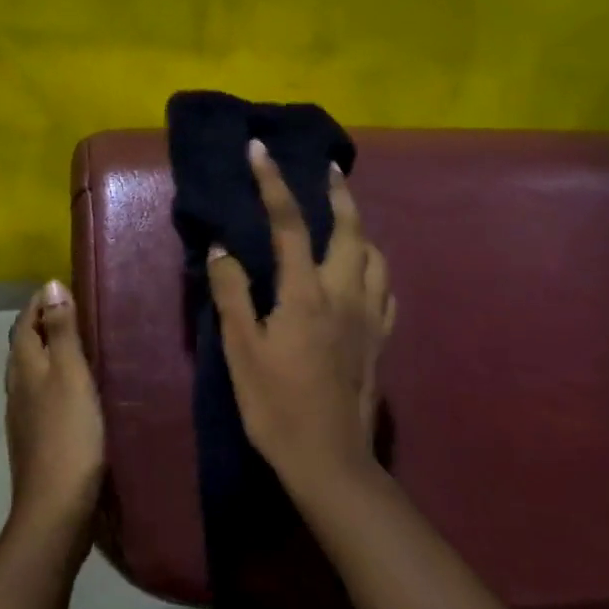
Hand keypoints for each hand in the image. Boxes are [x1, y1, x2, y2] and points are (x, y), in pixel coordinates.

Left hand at [3, 281, 105, 553]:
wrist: (56, 507)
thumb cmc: (68, 433)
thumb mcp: (70, 374)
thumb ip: (61, 332)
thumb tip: (50, 285)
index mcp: (24, 368)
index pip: (24, 323)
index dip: (40, 302)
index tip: (63, 287)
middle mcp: (17, 388)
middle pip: (24, 346)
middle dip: (43, 324)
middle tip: (75, 310)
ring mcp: (24, 416)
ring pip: (32, 371)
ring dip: (49, 352)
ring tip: (79, 344)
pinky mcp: (36, 438)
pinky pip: (42, 394)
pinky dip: (56, 379)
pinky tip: (77, 388)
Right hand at [208, 140, 396, 498]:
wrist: (329, 459)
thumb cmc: (276, 406)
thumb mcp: (240, 351)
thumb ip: (232, 294)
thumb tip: (222, 249)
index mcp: (306, 293)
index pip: (289, 223)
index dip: (273, 183)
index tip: (259, 150)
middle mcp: (345, 293)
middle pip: (350, 229)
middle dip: (339, 194)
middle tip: (329, 170)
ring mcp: (370, 316)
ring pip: (376, 256)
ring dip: (361, 229)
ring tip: (345, 221)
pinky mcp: (381, 339)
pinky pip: (386, 290)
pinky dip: (375, 269)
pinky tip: (364, 274)